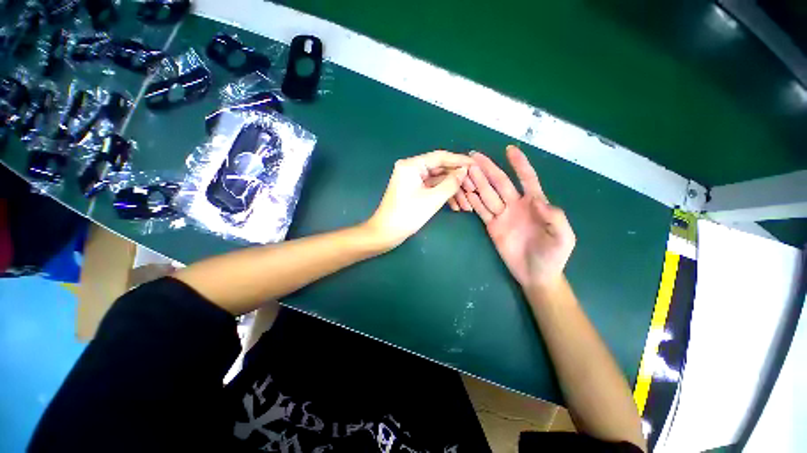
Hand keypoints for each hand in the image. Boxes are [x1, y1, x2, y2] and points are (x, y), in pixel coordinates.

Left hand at [365, 150, 471, 248]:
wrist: (386, 233)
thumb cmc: (407, 215)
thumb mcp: (432, 199)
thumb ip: (451, 183)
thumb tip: (464, 171)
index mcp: (412, 165)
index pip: (440, 157)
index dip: (459, 161)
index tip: (476, 165)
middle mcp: (412, 169)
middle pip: (440, 169)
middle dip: (457, 180)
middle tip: (474, 188)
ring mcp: (412, 180)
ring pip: (438, 181)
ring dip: (452, 191)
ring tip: (468, 203)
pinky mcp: (414, 191)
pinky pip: (432, 189)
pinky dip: (443, 196)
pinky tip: (456, 206)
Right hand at [457, 145, 575, 289]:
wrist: (536, 274)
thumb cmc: (553, 255)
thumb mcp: (563, 237)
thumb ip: (555, 218)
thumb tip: (538, 201)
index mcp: (535, 203)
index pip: (526, 179)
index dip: (519, 164)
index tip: (509, 149)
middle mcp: (515, 205)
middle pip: (500, 183)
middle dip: (488, 168)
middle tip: (474, 156)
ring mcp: (502, 215)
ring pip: (487, 194)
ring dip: (477, 181)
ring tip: (466, 170)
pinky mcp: (492, 226)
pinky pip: (481, 210)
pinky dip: (473, 201)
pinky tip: (465, 190)